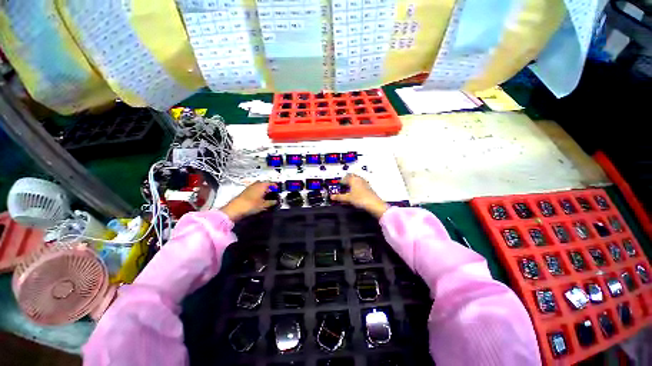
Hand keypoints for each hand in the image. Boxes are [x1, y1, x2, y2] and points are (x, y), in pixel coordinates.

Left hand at [220, 182, 276, 221]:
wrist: (235, 208)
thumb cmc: (251, 205)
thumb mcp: (264, 205)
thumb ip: (271, 202)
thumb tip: (276, 201)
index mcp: (262, 185)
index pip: (271, 182)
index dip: (275, 185)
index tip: (278, 189)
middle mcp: (256, 184)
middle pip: (264, 183)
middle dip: (269, 186)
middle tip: (272, 192)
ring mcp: (250, 187)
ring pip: (259, 185)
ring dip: (263, 188)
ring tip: (266, 195)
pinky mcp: (245, 191)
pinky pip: (254, 188)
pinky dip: (258, 191)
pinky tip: (259, 197)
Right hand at [330, 174, 388, 217]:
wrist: (374, 204)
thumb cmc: (361, 199)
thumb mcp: (348, 198)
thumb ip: (339, 197)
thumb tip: (332, 196)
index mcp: (353, 180)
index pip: (345, 177)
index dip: (341, 181)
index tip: (338, 184)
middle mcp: (359, 179)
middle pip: (351, 177)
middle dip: (347, 180)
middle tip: (343, 184)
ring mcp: (364, 183)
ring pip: (357, 180)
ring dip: (352, 182)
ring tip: (349, 188)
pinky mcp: (368, 188)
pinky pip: (361, 184)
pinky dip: (357, 186)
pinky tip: (356, 192)